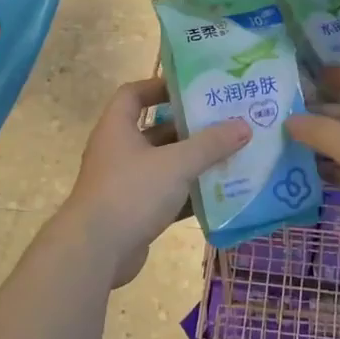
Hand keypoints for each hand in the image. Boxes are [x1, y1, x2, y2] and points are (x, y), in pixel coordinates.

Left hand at [61, 78, 250, 287]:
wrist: (95, 252)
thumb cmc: (131, 193)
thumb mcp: (176, 164)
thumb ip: (210, 145)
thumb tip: (243, 125)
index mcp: (117, 128)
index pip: (133, 94)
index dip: (159, 86)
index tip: (191, 89)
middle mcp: (118, 152)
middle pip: (155, 131)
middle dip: (188, 128)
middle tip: (224, 123)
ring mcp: (125, 184)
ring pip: (163, 166)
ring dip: (192, 163)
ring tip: (230, 156)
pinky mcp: (134, 212)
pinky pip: (166, 196)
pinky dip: (188, 194)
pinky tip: (218, 195)